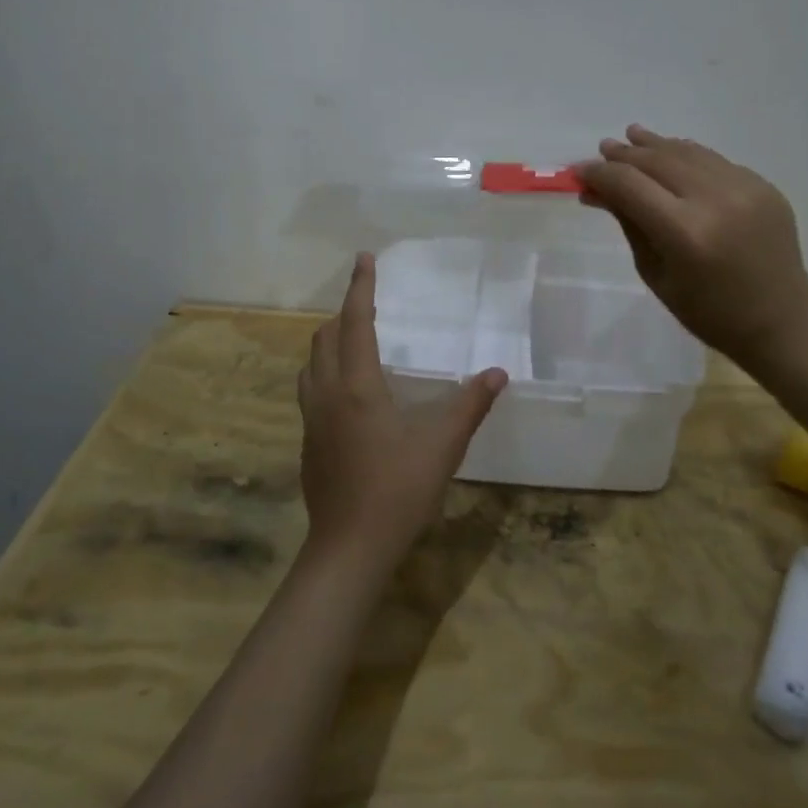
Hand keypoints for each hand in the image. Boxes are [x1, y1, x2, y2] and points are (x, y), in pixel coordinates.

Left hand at [297, 253, 506, 569]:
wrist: (349, 549)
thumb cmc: (397, 490)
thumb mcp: (443, 444)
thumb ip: (471, 404)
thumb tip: (499, 373)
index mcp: (356, 385)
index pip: (355, 321)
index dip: (360, 287)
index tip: (363, 258)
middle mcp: (327, 394)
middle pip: (324, 338)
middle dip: (343, 313)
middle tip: (367, 304)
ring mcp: (312, 420)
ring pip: (311, 365)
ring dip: (329, 343)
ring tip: (353, 341)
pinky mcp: (309, 444)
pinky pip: (311, 391)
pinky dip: (325, 372)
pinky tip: (348, 395)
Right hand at [579, 125, 807, 367]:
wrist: (781, 319)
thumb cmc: (708, 311)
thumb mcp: (656, 273)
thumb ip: (629, 223)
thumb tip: (597, 190)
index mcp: (685, 233)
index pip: (630, 185)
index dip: (601, 174)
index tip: (581, 172)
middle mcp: (715, 200)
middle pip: (658, 161)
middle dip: (625, 154)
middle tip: (603, 148)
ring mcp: (744, 188)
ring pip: (688, 152)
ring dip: (656, 144)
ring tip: (632, 136)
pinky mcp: (763, 185)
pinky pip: (714, 161)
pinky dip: (687, 155)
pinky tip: (671, 154)